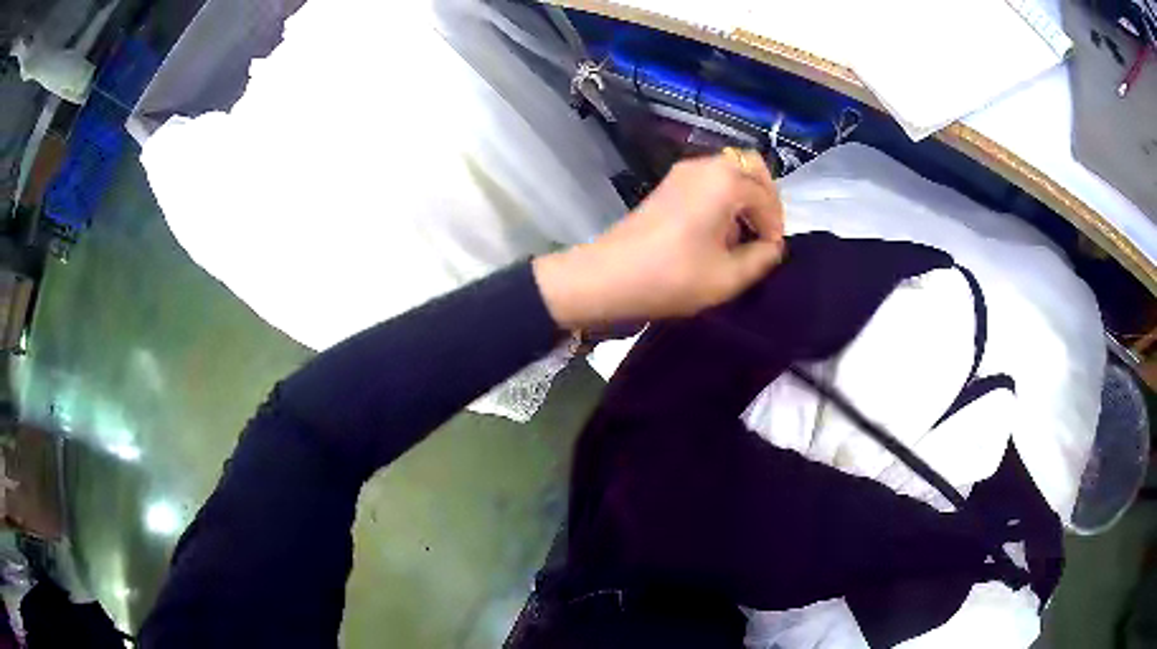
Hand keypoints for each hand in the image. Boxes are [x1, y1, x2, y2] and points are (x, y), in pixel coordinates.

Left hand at [533, 149, 784, 328]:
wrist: (608, 277)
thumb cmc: (672, 277)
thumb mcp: (727, 278)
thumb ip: (761, 259)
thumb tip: (771, 247)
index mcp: (725, 181)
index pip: (766, 196)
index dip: (775, 226)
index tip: (771, 253)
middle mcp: (705, 165)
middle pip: (750, 166)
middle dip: (765, 198)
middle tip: (764, 232)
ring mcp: (683, 171)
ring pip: (729, 171)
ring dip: (744, 197)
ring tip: (742, 236)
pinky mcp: (668, 184)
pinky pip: (709, 180)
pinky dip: (723, 197)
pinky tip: (718, 231)